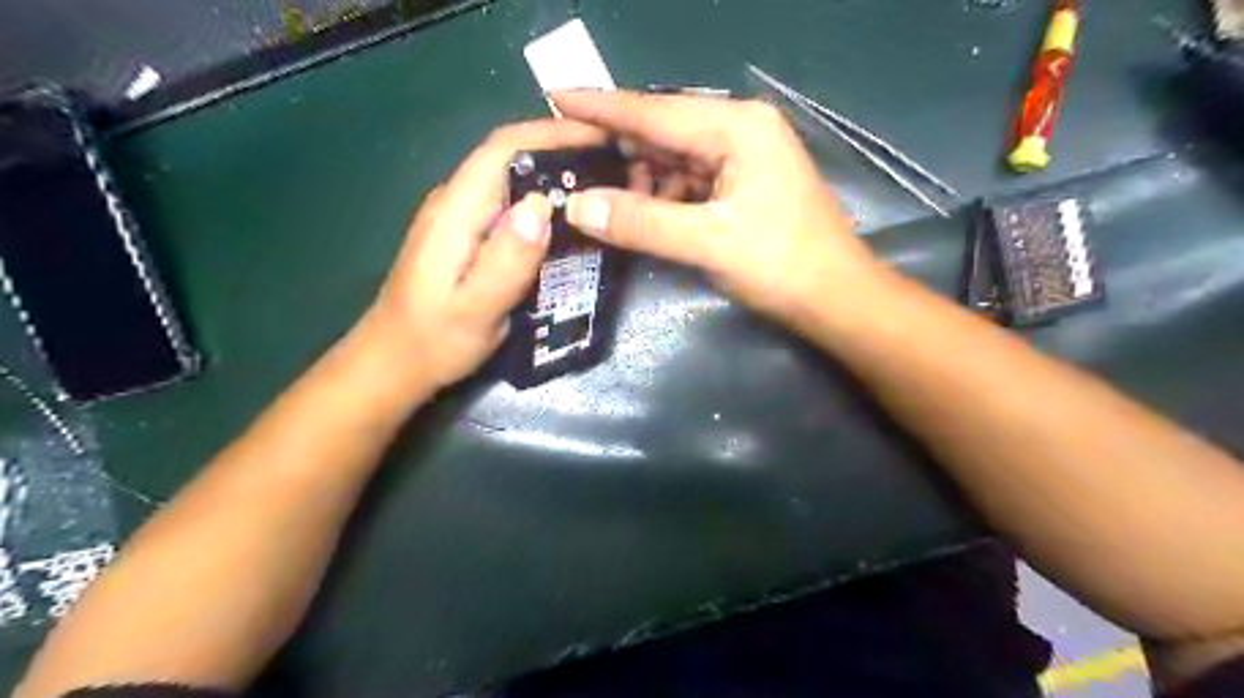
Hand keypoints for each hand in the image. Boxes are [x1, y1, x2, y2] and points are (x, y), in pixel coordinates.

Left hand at [363, 121, 611, 393]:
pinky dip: (542, 201)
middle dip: (562, 150)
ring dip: (554, 174)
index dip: (552, 133)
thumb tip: (541, 206)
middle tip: (613, 165)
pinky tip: (568, 220)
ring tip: (601, 187)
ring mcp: (459, 218)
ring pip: (512, 180)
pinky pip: (509, 205)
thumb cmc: (434, 341)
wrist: (394, 363)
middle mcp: (455, 203)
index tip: (600, 138)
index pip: (504, 149)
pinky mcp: (467, 236)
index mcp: (455, 211)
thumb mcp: (475, 309)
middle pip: (511, 157)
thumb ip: (507, 259)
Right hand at [552, 88, 883, 319]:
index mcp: (737, 127)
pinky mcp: (744, 184)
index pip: (654, 111)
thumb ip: (641, 222)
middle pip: (664, 131)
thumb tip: (577, 206)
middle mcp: (740, 130)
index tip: (554, 95)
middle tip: (568, 158)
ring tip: (599, 194)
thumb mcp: (708, 242)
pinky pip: (690, 179)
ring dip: (640, 176)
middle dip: (618, 146)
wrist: (836, 298)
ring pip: (675, 158)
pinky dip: (663, 194)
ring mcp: (744, 156)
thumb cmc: (781, 265)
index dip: (602, 106)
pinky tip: (641, 210)